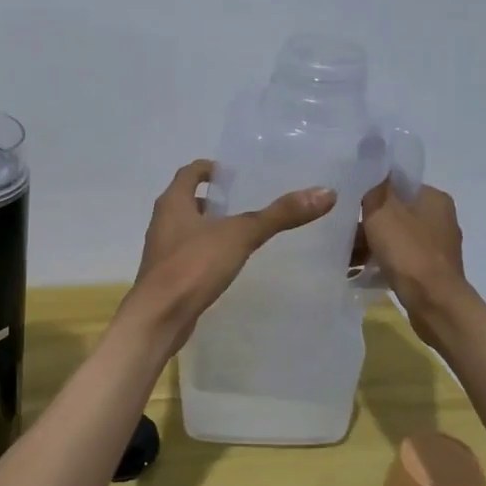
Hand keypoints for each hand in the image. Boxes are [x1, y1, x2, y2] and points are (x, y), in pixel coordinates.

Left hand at [124, 160, 335, 351]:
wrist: (159, 317)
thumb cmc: (194, 266)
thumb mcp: (240, 235)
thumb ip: (279, 215)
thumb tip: (326, 193)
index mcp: (173, 202)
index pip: (190, 172)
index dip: (210, 168)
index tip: (234, 172)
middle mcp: (163, 221)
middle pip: (187, 200)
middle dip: (213, 199)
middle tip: (245, 201)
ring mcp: (162, 251)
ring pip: (187, 228)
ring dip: (209, 226)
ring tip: (241, 232)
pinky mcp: (167, 276)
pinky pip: (188, 255)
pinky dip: (206, 252)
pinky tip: (227, 264)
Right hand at [355, 179, 465, 342]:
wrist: (435, 303)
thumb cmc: (408, 251)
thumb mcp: (382, 211)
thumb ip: (375, 187)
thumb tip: (372, 164)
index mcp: (434, 198)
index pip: (398, 184)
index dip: (372, 191)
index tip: (349, 201)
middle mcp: (440, 218)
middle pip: (395, 212)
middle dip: (368, 222)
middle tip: (342, 231)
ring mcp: (437, 247)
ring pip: (395, 237)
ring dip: (371, 244)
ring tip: (344, 256)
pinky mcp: (432, 271)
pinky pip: (400, 259)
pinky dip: (381, 262)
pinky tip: (360, 272)